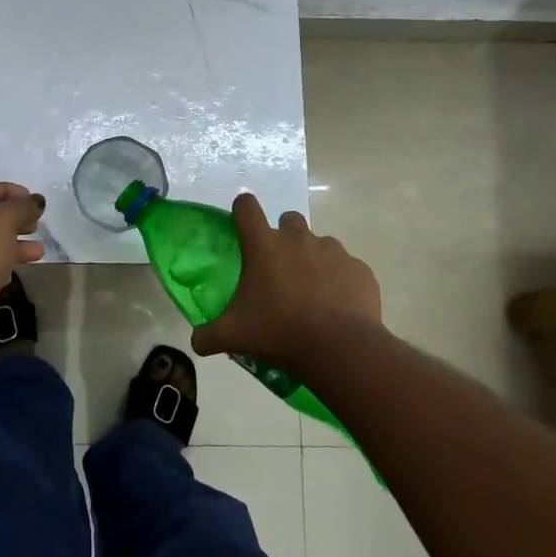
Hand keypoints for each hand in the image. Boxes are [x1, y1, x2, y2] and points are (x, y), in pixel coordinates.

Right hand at [192, 192, 380, 368]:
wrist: (340, 349)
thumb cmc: (279, 332)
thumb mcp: (234, 336)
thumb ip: (208, 335)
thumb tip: (196, 341)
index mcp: (264, 246)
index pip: (247, 207)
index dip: (242, 210)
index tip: (242, 224)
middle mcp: (298, 239)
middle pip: (288, 219)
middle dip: (283, 236)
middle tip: (279, 268)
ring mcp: (333, 251)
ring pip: (320, 243)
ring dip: (313, 259)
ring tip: (311, 292)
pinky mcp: (359, 269)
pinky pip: (347, 268)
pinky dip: (340, 281)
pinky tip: (337, 307)